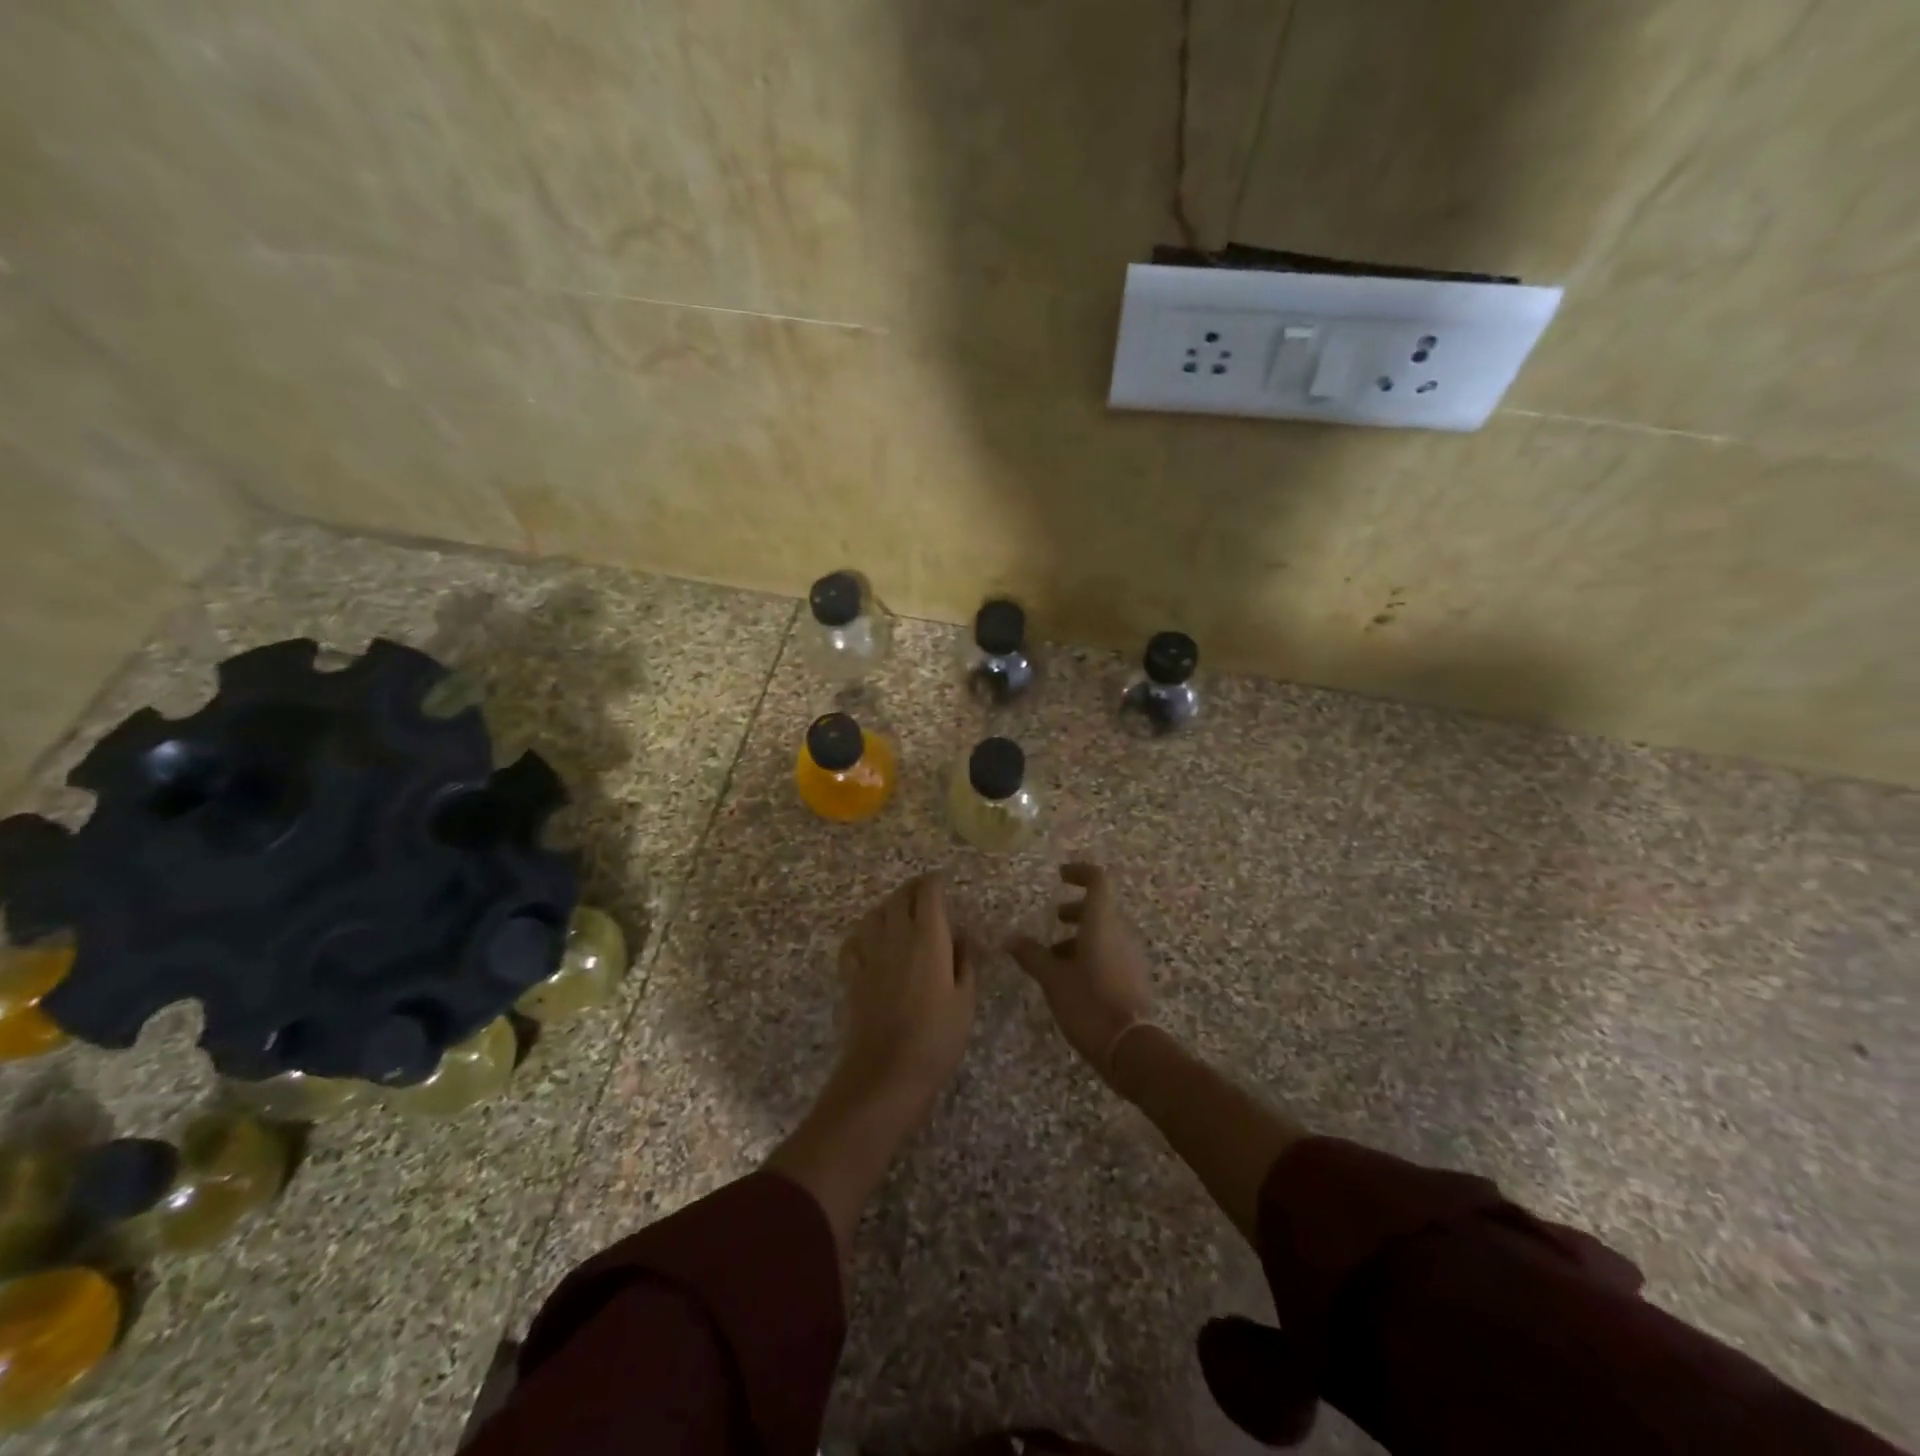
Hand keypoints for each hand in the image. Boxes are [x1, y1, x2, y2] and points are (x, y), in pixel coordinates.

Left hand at [834, 873, 976, 1119]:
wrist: (886, 1072)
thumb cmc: (936, 1037)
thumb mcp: (965, 1000)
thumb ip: (965, 961)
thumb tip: (963, 935)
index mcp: (928, 938)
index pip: (928, 893)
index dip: (935, 882)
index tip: (942, 881)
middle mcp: (896, 936)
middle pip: (899, 897)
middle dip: (913, 889)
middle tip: (925, 893)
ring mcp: (870, 954)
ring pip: (875, 914)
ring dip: (889, 906)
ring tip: (901, 912)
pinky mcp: (852, 974)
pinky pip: (855, 940)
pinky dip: (865, 932)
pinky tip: (872, 940)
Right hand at [1009, 862, 1154, 1081]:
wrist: (1131, 1047)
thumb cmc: (1089, 1003)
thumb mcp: (1052, 978)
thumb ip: (1031, 955)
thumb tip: (1009, 938)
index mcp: (1102, 924)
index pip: (1098, 881)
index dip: (1080, 872)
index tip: (1061, 875)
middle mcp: (1120, 934)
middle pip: (1100, 909)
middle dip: (1076, 910)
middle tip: (1054, 919)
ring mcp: (1130, 957)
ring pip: (1104, 934)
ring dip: (1080, 937)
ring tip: (1053, 957)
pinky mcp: (1133, 979)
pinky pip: (1110, 955)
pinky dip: (1090, 956)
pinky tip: (1070, 980)